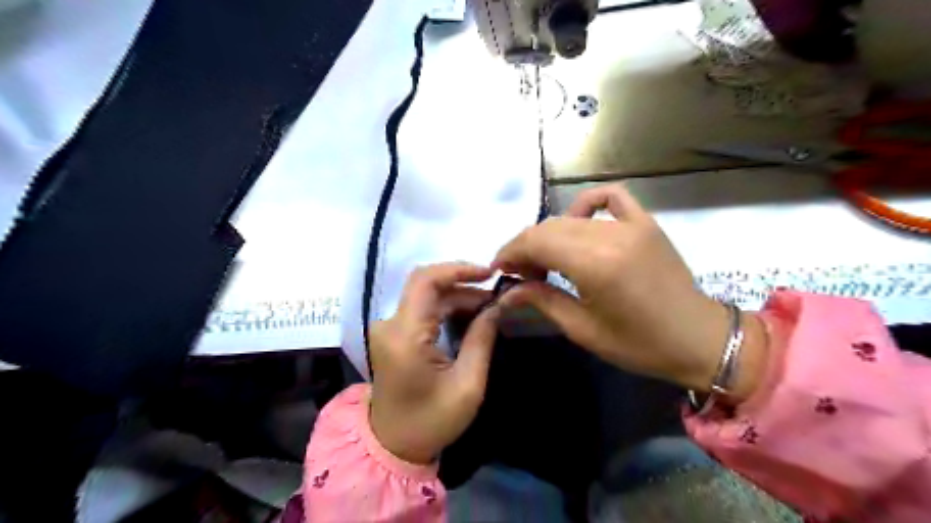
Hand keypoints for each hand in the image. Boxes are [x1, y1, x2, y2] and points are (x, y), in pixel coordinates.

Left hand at [370, 264, 502, 462]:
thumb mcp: (468, 384)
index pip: (426, 281)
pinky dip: (447, 307)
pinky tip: (470, 316)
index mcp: (405, 335)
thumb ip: (482, 339)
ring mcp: (389, 328)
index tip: (489, 273)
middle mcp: (390, 324)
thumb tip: (498, 305)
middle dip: (464, 285)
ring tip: (489, 308)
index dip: (458, 268)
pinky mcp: (393, 334)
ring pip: (425, 295)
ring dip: (457, 296)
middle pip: (427, 285)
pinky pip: (422, 309)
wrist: (393, 445)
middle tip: (496, 298)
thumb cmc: (432, 421)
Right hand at [489, 185, 767, 399]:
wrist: (699, 339)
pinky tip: (578, 221)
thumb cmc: (639, 345)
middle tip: (522, 273)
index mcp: (595, 265)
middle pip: (549, 227)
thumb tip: (506, 292)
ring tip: (546, 259)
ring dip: (549, 234)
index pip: (536, 241)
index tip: (500, 269)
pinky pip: (610, 197)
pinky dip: (586, 204)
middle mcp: (610, 235)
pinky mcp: (645, 222)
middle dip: (526, 247)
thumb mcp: (583, 329)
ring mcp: (631, 224)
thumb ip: (541, 301)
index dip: (511, 252)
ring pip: (571, 217)